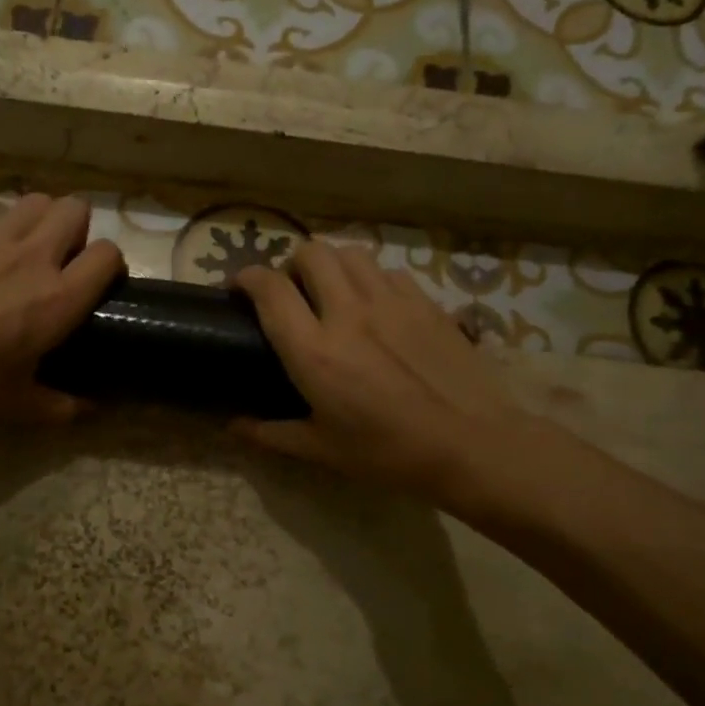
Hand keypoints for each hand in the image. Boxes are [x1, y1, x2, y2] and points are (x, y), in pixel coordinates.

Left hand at [0, 193, 122, 425]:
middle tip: (61, 259)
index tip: (98, 282)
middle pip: (75, 209)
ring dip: (39, 219)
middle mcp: (33, 257)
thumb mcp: (16, 406)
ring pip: (35, 201)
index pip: (108, 255)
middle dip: (77, 228)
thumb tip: (92, 409)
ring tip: (25, 247)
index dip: (111, 264)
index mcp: (58, 299)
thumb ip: (61, 406)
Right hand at [234, 242, 538, 505]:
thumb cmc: (389, 453)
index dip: (246, 278)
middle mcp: (348, 313)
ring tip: (332, 290)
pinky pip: (387, 271)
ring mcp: (391, 302)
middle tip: (292, 292)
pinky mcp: (425, 302)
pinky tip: (375, 304)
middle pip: (310, 252)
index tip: (239, 288)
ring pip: (349, 252)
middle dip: (291, 264)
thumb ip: (270, 433)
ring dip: (331, 264)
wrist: (472, 446)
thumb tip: (232, 426)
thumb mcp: (322, 450)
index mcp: (314, 351)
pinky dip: (370, 278)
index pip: (270, 289)